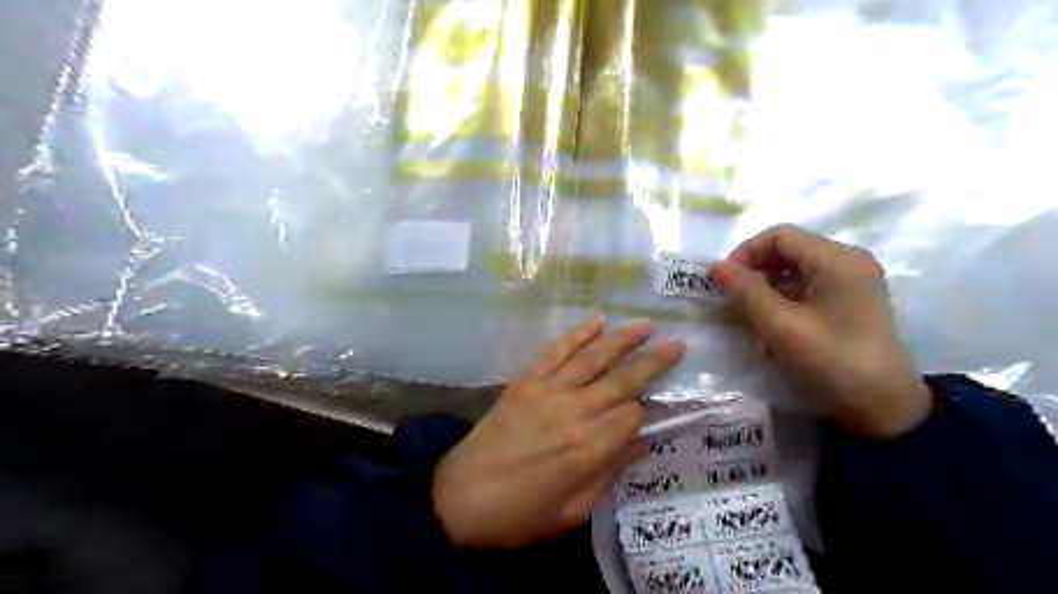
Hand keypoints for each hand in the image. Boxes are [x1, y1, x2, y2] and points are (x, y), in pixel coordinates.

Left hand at [432, 317, 686, 550]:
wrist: (459, 497)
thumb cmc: (520, 513)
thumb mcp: (572, 512)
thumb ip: (609, 474)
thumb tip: (641, 444)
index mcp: (588, 449)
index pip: (632, 416)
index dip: (644, 412)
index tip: (647, 413)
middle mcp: (573, 412)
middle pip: (622, 380)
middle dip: (653, 361)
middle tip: (677, 343)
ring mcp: (547, 391)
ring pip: (593, 358)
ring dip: (621, 339)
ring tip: (645, 325)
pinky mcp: (525, 381)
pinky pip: (556, 352)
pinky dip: (576, 335)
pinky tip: (595, 322)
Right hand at [710, 225, 927, 438]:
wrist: (883, 409)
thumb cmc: (830, 361)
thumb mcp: (780, 325)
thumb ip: (745, 291)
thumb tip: (715, 266)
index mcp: (837, 259)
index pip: (779, 236)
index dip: (745, 253)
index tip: (724, 282)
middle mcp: (848, 262)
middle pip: (787, 251)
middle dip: (755, 274)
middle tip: (734, 302)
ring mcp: (852, 282)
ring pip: (794, 272)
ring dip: (766, 291)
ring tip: (751, 320)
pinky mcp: (850, 302)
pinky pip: (807, 289)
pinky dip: (783, 302)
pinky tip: (772, 328)